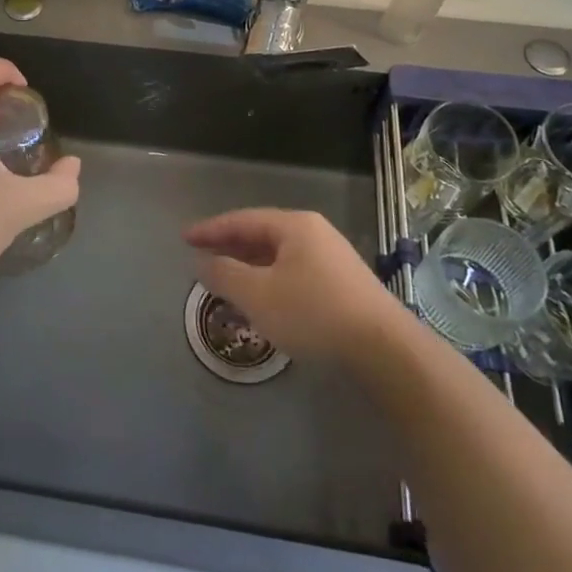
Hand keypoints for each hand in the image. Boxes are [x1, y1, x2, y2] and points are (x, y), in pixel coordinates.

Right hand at [184, 208, 400, 361]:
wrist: (386, 351)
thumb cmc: (314, 314)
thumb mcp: (258, 295)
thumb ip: (224, 276)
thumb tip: (203, 263)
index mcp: (294, 226)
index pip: (242, 220)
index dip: (210, 230)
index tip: (185, 239)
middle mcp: (314, 234)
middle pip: (262, 236)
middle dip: (230, 249)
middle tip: (202, 260)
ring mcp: (332, 259)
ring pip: (279, 258)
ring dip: (249, 269)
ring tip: (226, 284)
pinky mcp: (343, 286)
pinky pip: (294, 274)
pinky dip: (270, 282)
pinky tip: (262, 303)